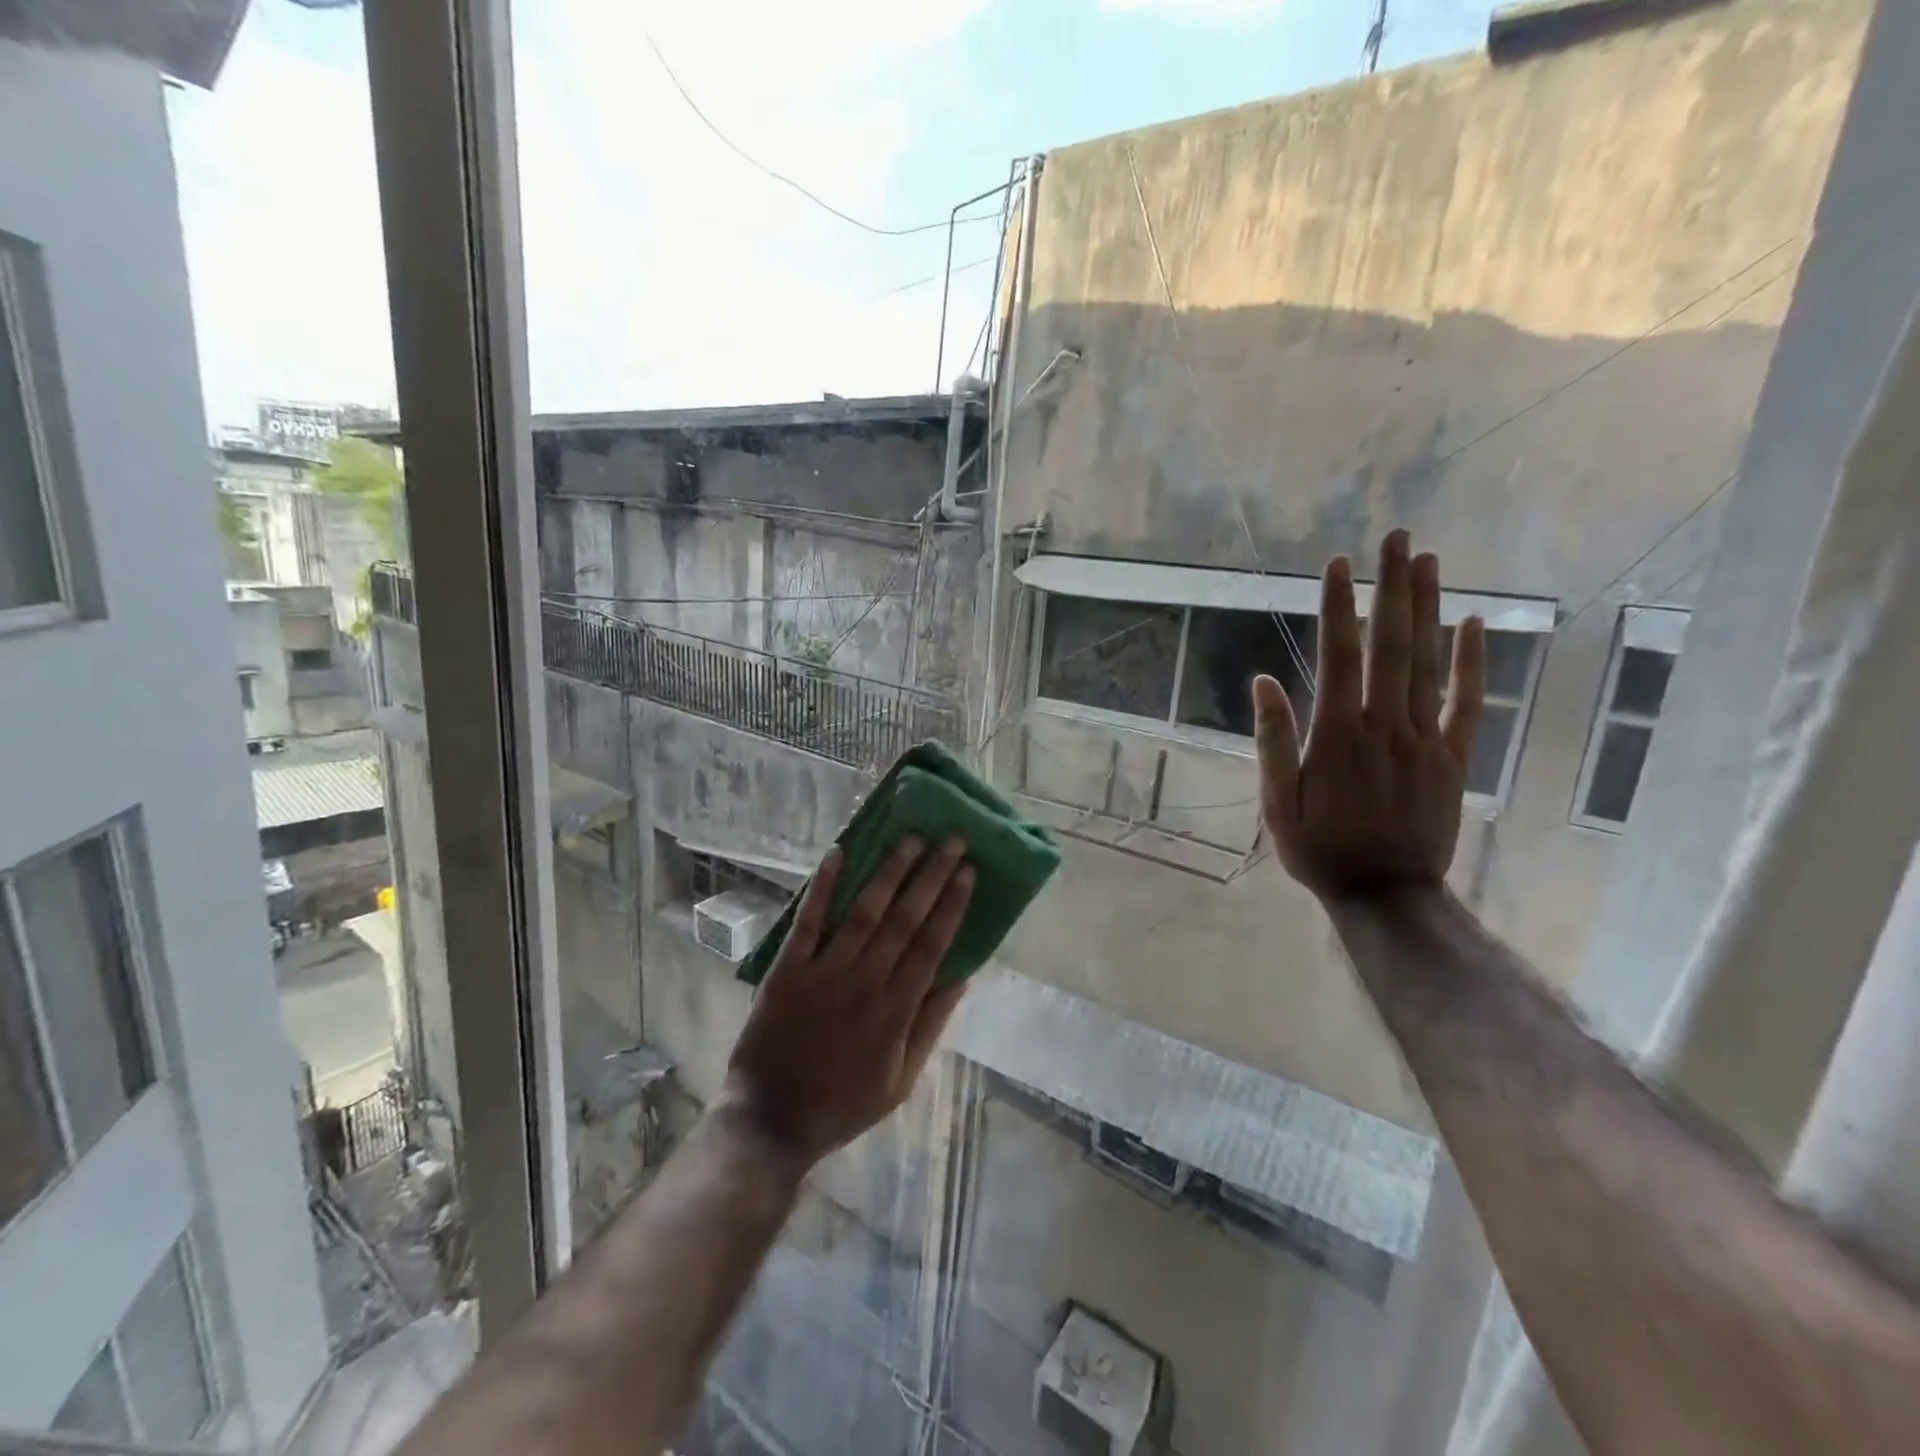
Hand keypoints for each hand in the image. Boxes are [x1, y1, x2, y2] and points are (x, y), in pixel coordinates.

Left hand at [722, 837, 974, 1167]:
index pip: (932, 944)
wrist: (772, 1120)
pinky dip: (823, 886)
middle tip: (952, 839)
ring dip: (889, 871)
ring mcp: (824, 972)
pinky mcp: (787, 969)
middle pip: (905, 919)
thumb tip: (962, 977)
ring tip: (911, 838)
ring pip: (864, 911)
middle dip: (932, 875)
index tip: (969, 870)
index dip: (952, 904)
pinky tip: (838, 853)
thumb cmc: (842, 1103)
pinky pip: (808, 920)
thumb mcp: (901, 1080)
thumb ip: (930, 1025)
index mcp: (896, 1010)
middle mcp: (866, 982)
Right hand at [1252, 529, 1485, 902]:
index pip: (1339, 657)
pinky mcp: (1454, 757)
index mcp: (1338, 735)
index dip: (1339, 608)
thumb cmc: (1320, 848)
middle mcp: (1385, 724)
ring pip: (1429, 663)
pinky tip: (1473, 624)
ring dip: (1428, 609)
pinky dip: (1471, 662)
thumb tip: (1262, 683)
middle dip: (1392, 588)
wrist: (1387, 893)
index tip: (1338, 565)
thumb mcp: (1277, 803)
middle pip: (1392, 645)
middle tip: (1397, 538)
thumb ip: (1273, 742)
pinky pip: (1466, 702)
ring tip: (1429, 562)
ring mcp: (1425, 738)